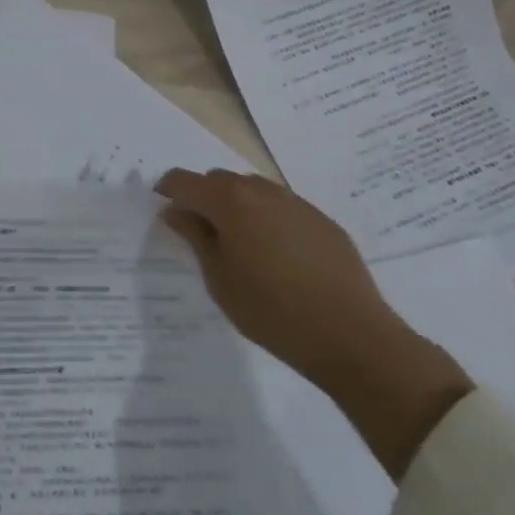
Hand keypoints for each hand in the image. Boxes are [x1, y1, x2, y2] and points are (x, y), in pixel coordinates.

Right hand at [154, 167, 396, 382]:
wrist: (350, 334)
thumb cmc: (270, 311)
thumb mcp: (219, 279)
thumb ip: (195, 238)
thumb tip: (175, 212)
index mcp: (229, 202)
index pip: (184, 180)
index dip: (168, 191)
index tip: (164, 212)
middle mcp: (262, 191)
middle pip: (219, 179)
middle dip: (203, 198)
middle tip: (200, 235)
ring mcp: (296, 203)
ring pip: (253, 190)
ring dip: (236, 206)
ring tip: (238, 246)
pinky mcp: (322, 220)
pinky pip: (282, 207)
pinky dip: (267, 219)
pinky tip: (276, 257)